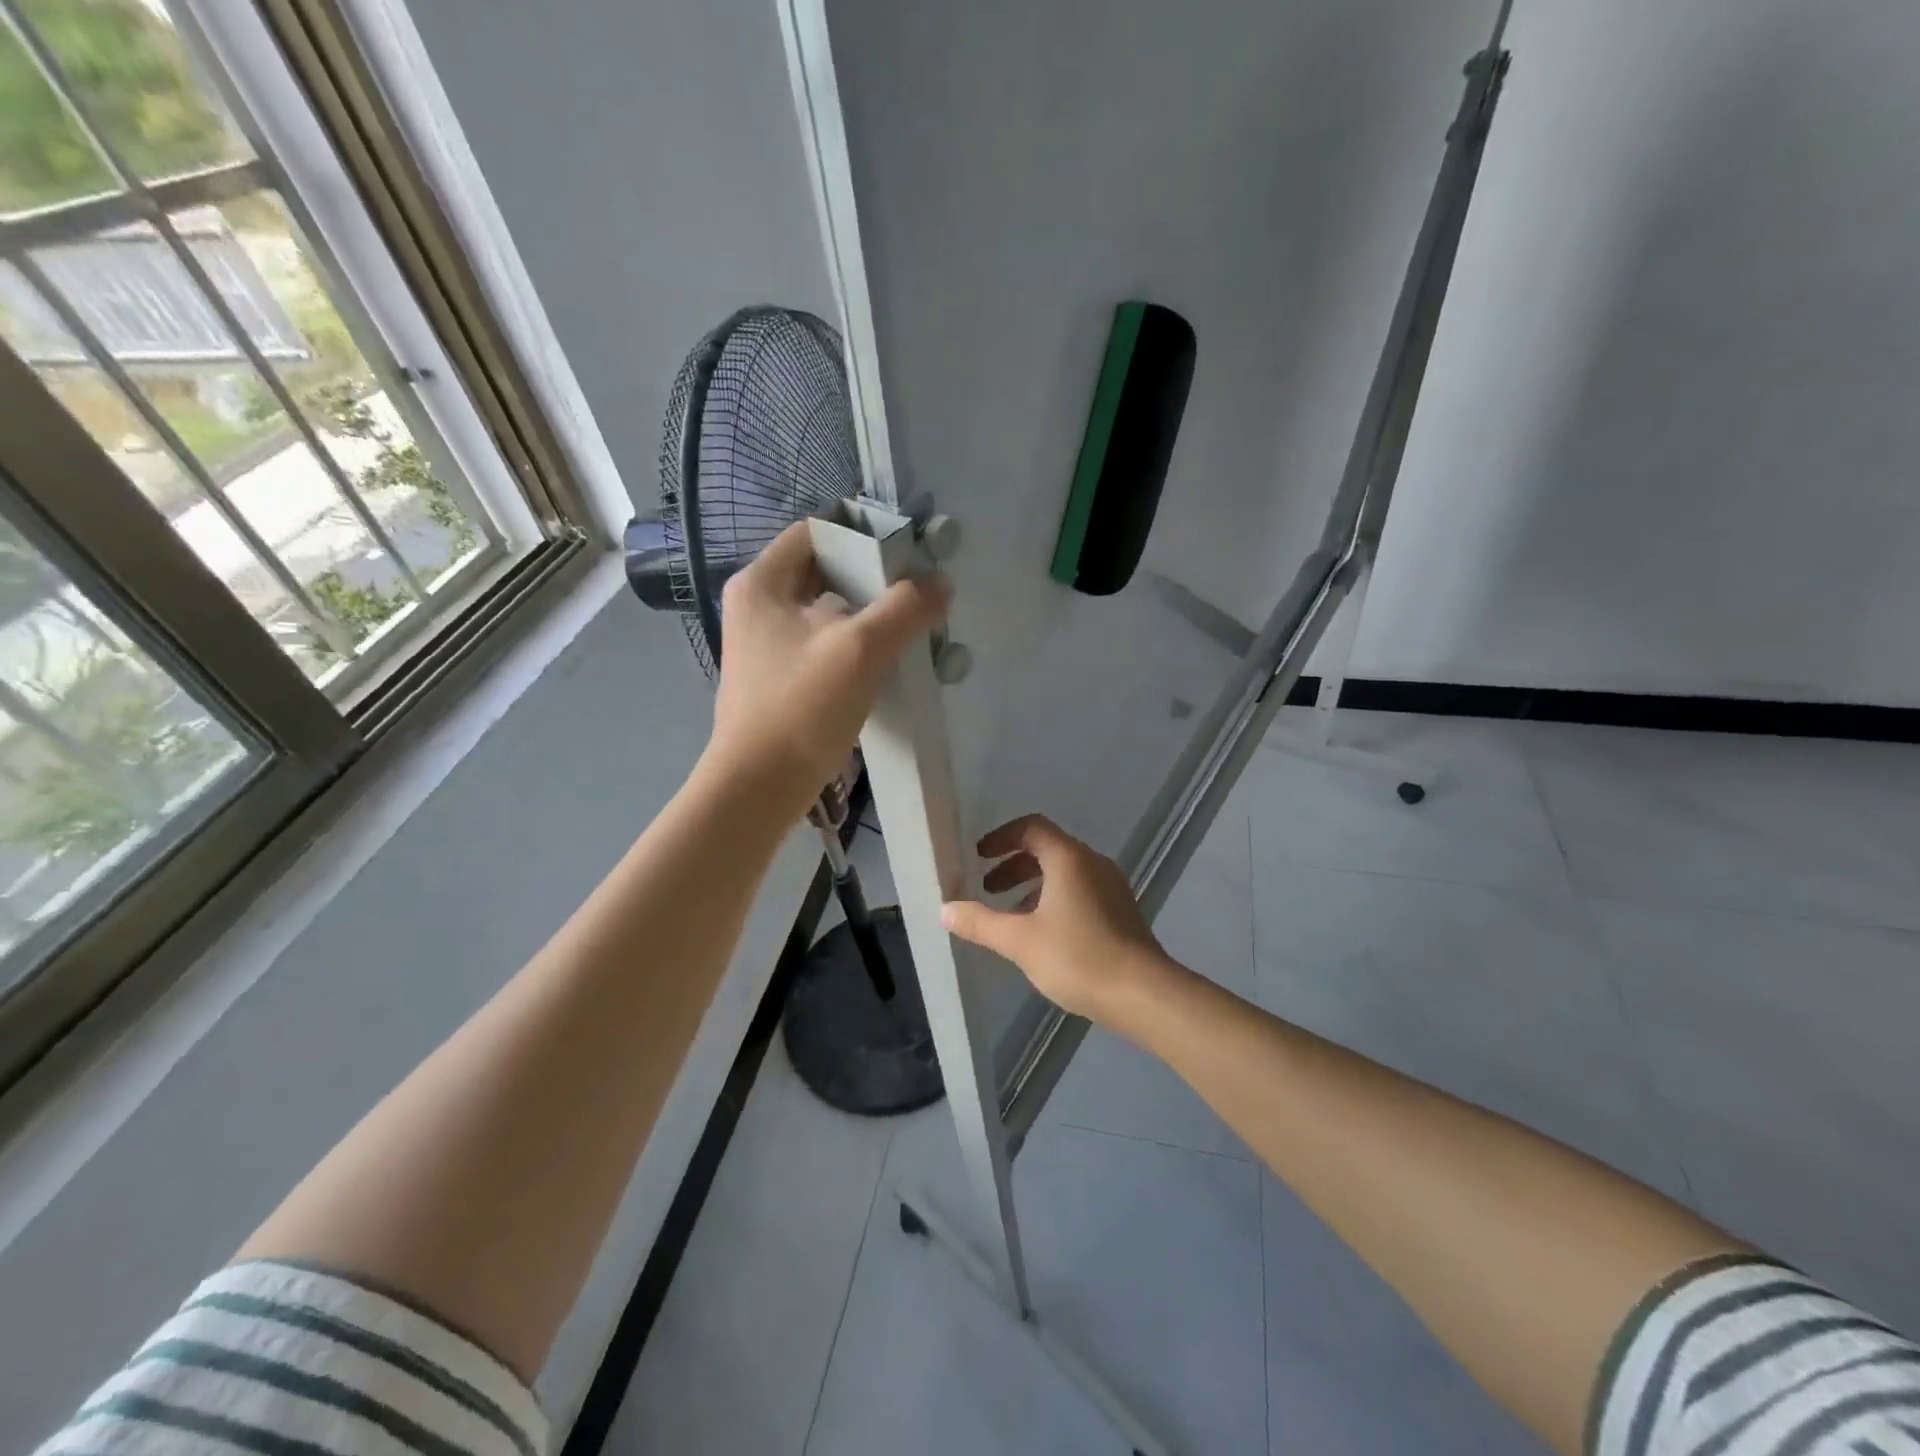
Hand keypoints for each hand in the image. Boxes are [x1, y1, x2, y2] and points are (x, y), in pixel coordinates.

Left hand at [706, 520, 948, 821]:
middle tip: (916, 594)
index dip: (862, 536)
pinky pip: (824, 646)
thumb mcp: (860, 649)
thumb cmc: (801, 708)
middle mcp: (758, 606)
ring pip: (827, 612)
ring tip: (912, 628)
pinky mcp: (779, 678)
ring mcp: (765, 645)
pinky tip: (888, 663)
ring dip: (869, 617)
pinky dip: (856, 647)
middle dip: (873, 581)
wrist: (759, 787)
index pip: (816, 532)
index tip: (906, 555)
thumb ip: (905, 608)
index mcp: (762, 583)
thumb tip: (939, 583)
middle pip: (825, 572)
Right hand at [941, 815, 1174, 1029]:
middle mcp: (1093, 863)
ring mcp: (1112, 887)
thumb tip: (945, 909)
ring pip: (1064, 872)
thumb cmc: (1078, 957)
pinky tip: (1042, 934)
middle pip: (1047, 849)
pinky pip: (1080, 891)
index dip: (1001, 837)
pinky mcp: (1121, 911)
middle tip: (987, 888)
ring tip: (1009, 916)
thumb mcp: (1019, 941)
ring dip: (1032, 885)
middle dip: (1013, 865)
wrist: (1143, 994)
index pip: (1031, 828)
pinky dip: (1053, 899)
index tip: (979, 857)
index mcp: (1069, 859)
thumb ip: (980, 923)